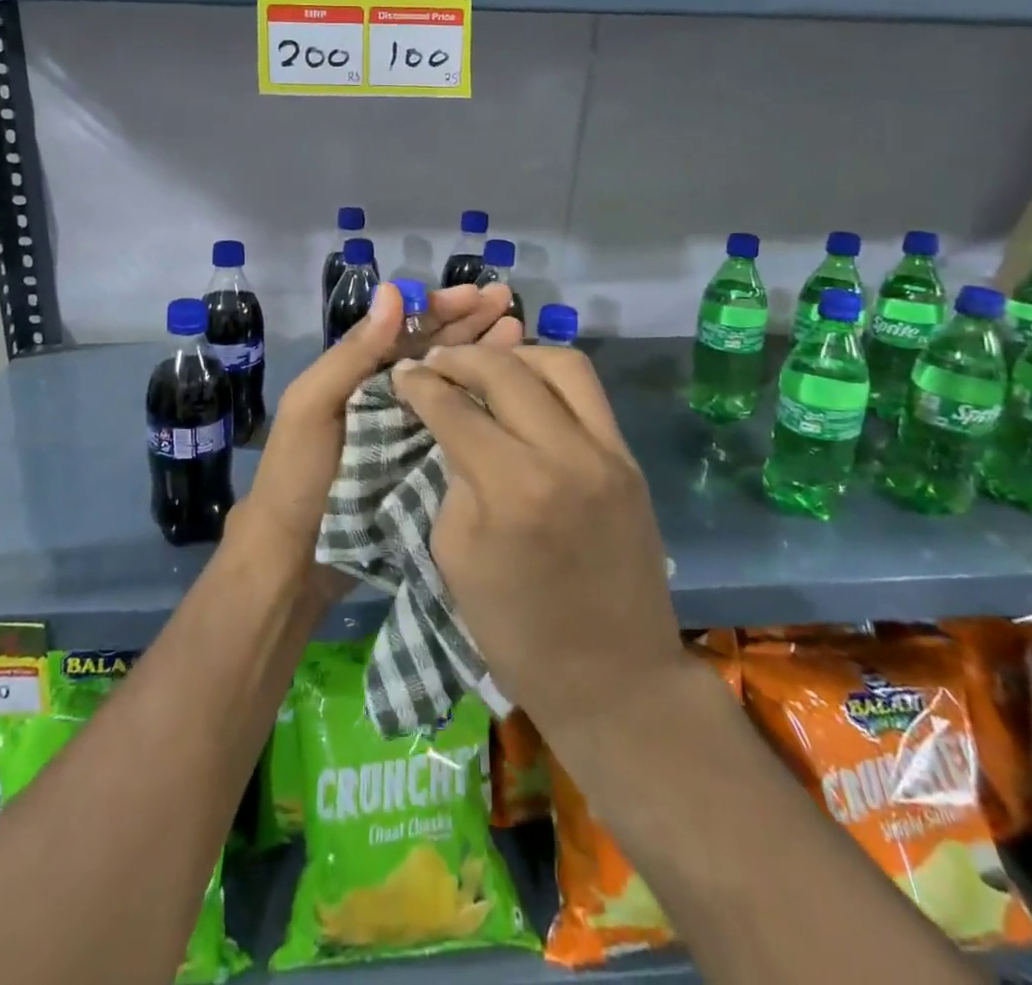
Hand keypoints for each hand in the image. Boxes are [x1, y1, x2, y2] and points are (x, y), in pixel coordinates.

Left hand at [234, 282, 523, 595]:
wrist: (296, 558)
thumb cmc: (300, 474)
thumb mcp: (314, 405)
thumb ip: (353, 353)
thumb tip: (392, 291)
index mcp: (359, 373)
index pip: (406, 328)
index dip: (441, 308)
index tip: (478, 294)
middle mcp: (388, 394)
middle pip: (435, 349)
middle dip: (470, 322)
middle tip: (508, 301)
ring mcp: (408, 429)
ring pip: (451, 381)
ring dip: (483, 354)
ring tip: (519, 331)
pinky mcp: (424, 463)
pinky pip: (457, 422)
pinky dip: (482, 401)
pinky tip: (510, 388)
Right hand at [390, 345, 686, 749]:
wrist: (615, 677)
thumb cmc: (518, 631)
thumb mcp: (457, 553)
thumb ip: (456, 477)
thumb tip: (455, 428)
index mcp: (513, 489)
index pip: (456, 409)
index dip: (420, 385)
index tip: (401, 374)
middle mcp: (566, 455)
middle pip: (508, 370)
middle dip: (462, 359)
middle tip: (435, 364)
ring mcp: (609, 453)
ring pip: (562, 363)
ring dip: (515, 356)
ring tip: (485, 367)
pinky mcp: (630, 459)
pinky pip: (589, 393)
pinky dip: (550, 378)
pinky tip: (525, 391)